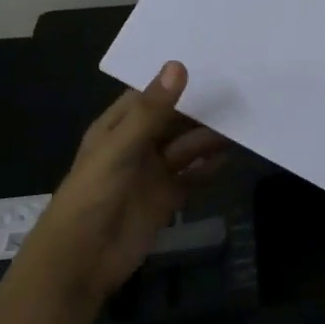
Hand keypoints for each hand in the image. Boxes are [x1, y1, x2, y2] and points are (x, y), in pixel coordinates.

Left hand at [20, 61, 227, 315]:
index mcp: (118, 127)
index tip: (212, 61)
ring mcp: (152, 174)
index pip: (150, 95)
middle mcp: (136, 146)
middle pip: (174, 121)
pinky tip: (231, 156)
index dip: (176, 80)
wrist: (81, 262)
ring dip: (209, 138)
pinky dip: (209, 168)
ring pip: (186, 148)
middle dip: (200, 109)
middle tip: (239, 90)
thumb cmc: (93, 195)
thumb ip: (151, 111)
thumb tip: (178, 66)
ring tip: (242, 121)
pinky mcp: (165, 200)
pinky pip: (192, 178)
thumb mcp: (120, 148)